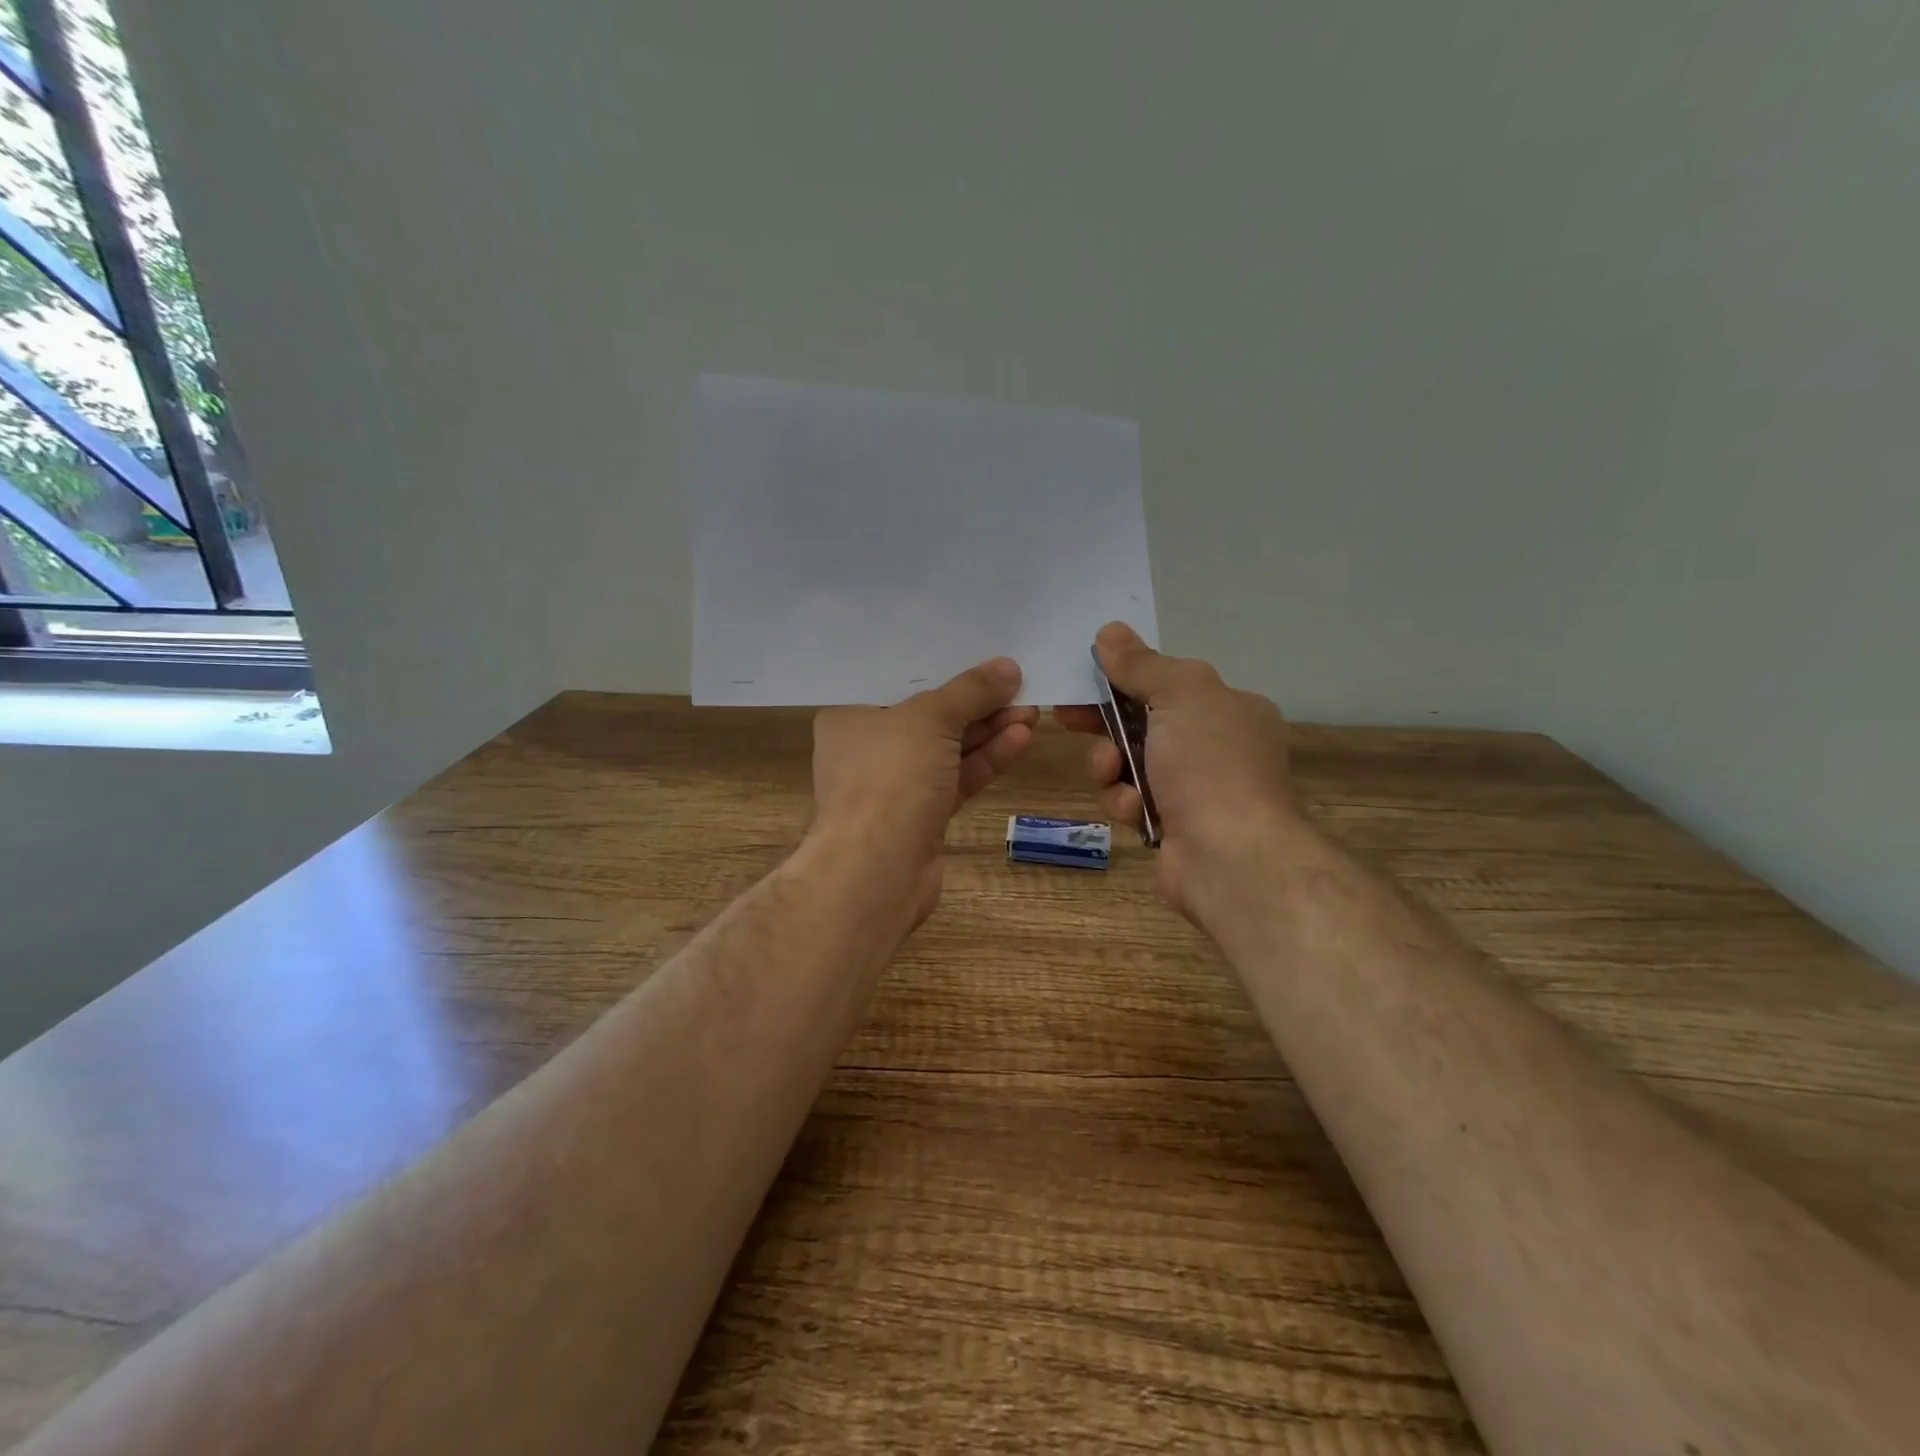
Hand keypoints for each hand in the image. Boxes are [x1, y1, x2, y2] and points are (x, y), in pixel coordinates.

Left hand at [811, 658, 1037, 924]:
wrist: (878, 870)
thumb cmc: (890, 776)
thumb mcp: (931, 719)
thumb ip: (970, 691)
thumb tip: (1008, 668)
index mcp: (849, 717)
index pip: (897, 682)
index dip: (941, 668)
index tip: (980, 654)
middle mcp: (868, 748)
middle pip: (929, 715)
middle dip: (975, 703)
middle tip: (1019, 684)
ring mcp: (896, 784)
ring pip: (948, 749)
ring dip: (988, 730)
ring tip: (1031, 709)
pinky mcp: (921, 814)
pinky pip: (957, 777)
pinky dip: (986, 759)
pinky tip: (1021, 738)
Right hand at [1056, 623, 1299, 922]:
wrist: (1231, 857)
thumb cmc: (1209, 763)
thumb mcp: (1179, 694)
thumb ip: (1141, 664)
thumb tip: (1110, 631)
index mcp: (1228, 707)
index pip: (1166, 682)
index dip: (1121, 678)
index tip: (1082, 678)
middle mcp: (1216, 746)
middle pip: (1143, 723)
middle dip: (1104, 723)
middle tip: (1066, 719)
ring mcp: (1196, 790)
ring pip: (1130, 764)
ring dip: (1111, 766)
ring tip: (1113, 774)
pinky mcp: (1173, 826)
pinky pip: (1133, 801)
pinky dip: (1127, 802)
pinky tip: (1135, 811)